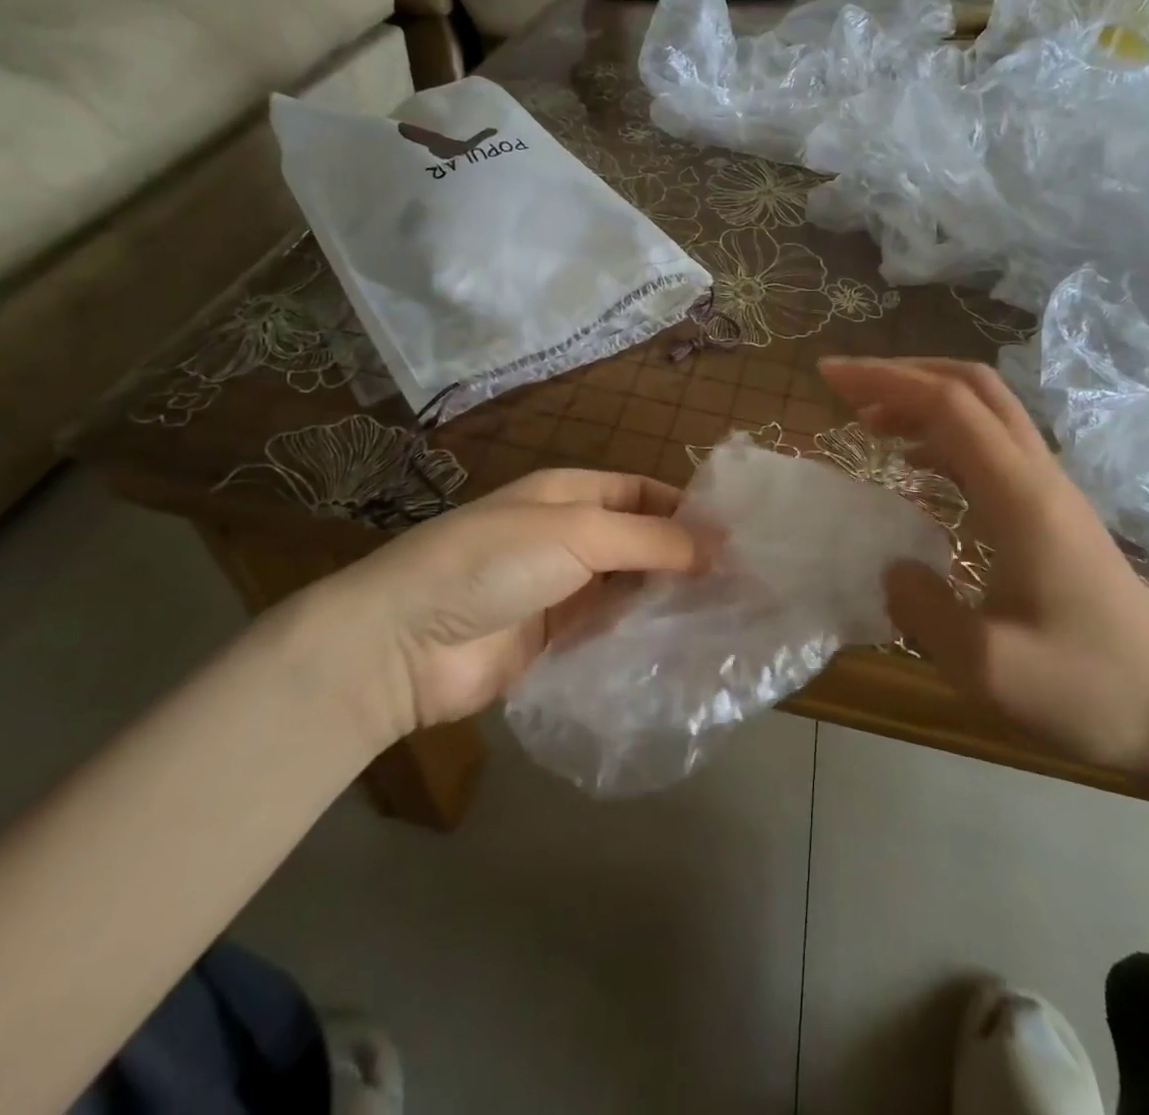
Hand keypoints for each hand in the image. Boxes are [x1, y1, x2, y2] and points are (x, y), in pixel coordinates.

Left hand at [288, 469, 698, 744]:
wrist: (404, 643)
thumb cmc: (495, 561)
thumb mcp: (577, 532)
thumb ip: (651, 540)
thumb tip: (719, 547)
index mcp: (571, 496)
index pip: (643, 494)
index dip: (687, 511)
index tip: (737, 539)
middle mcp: (570, 539)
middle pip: (641, 545)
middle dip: (686, 561)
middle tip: (744, 587)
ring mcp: (562, 593)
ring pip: (630, 592)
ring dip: (669, 603)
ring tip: (728, 621)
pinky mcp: (556, 644)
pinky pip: (610, 636)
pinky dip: (642, 641)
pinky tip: (684, 653)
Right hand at [819, 357, 1148, 787]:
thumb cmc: (1088, 691)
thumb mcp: (988, 670)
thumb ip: (922, 611)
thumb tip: (891, 569)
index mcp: (1021, 497)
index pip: (948, 406)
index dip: (885, 381)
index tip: (829, 376)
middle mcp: (1039, 477)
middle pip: (973, 387)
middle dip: (904, 374)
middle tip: (846, 387)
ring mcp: (1051, 492)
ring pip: (986, 412)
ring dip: (924, 402)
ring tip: (869, 423)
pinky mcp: (1052, 513)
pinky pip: (992, 449)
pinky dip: (943, 438)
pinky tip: (914, 466)